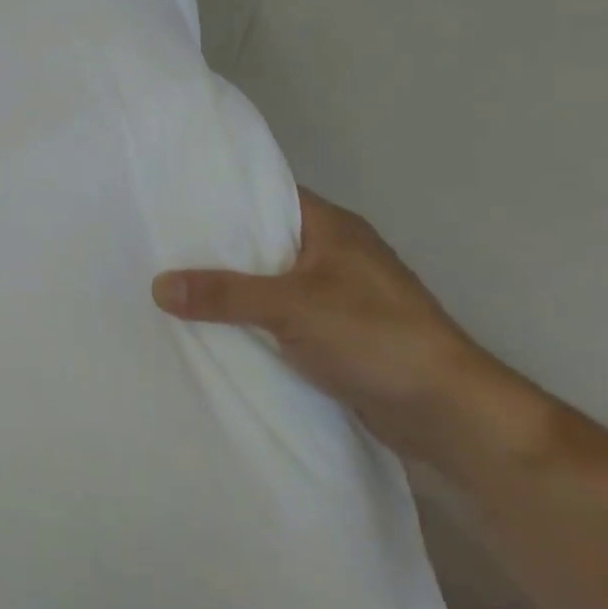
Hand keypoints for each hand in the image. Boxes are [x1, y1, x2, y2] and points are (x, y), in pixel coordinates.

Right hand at [153, 189, 513, 457]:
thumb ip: (225, 295)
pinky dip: (252, 322)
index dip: (222, 198)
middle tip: (161, 248)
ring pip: (270, 283)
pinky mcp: (336, 335)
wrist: (449, 413)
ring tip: (174, 287)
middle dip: (218, 249)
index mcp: (331, 227)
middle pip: (263, 242)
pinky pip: (280, 318)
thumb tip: (158, 285)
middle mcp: (334, 254)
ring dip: (234, 290)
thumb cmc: (375, 336)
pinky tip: (213, 328)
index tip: (174, 204)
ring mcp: (337, 296)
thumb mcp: (292, 307)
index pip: (267, 196)